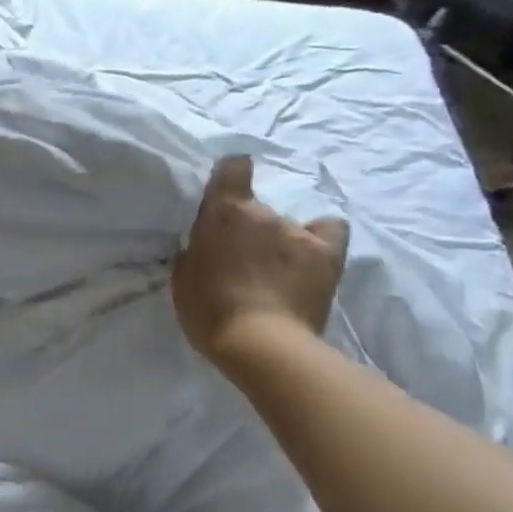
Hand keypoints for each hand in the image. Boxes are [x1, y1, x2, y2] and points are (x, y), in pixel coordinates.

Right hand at [170, 155, 348, 369]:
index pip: (233, 167)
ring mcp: (298, 232)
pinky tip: (311, 257)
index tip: (224, 192)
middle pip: (256, 209)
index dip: (230, 174)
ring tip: (274, 274)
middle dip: (248, 229)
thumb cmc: (209, 311)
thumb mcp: (183, 278)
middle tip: (240, 261)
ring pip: (286, 226)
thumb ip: (194, 252)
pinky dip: (319, 238)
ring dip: (278, 243)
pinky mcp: (327, 253)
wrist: (260, 344)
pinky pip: (329, 230)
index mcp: (224, 214)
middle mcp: (263, 213)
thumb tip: (203, 245)